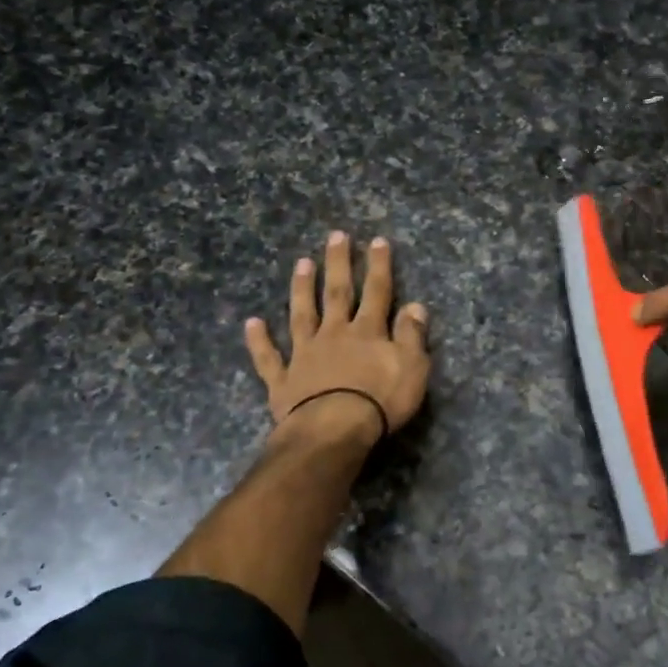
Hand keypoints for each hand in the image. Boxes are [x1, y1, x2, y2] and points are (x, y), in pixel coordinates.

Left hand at [246, 231, 430, 440]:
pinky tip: (252, 322)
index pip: (377, 291)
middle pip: (337, 293)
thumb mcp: (413, 367)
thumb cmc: (380, 401)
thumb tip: (415, 305)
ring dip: (302, 289)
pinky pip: (269, 357)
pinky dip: (259, 340)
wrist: (334, 430)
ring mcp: (305, 355)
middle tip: (335, 236)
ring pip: (302, 315)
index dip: (378, 265)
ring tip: (301, 263)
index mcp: (367, 331)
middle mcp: (334, 334)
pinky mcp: (283, 381)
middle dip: (338, 263)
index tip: (377, 240)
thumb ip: (412, 335)